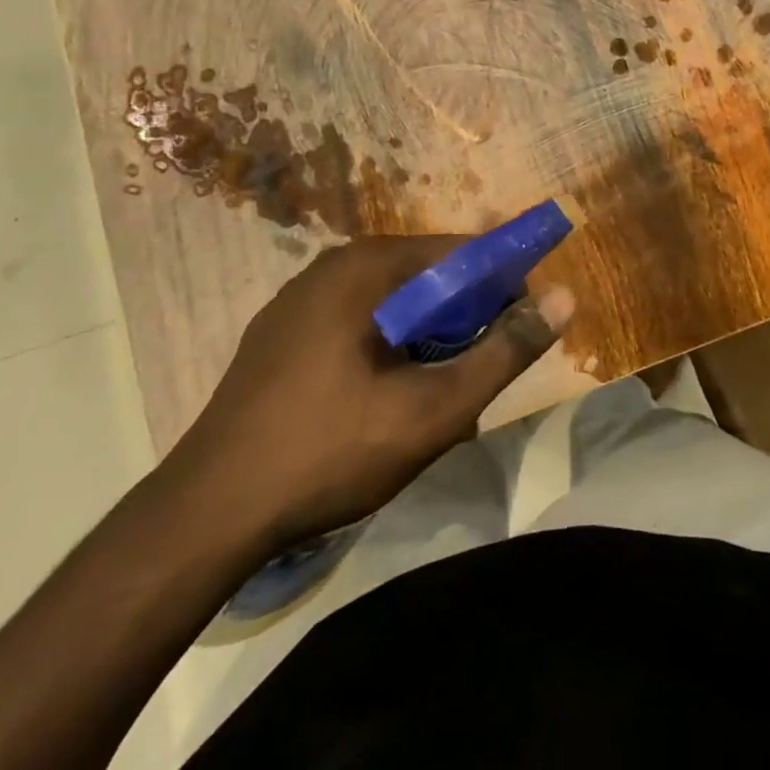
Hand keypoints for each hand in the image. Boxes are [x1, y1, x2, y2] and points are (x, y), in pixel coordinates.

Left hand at [159, 236, 574, 550]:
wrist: (204, 517)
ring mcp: (300, 299)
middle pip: (427, 275)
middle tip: (475, 373)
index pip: (461, 252)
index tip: (520, 329)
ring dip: (426, 336)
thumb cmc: (328, 451)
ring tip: (434, 391)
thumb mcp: (433, 409)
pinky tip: (382, 396)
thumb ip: (504, 351)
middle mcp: (333, 266)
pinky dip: (387, 345)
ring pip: (392, 301)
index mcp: (367, 266)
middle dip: (462, 318)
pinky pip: (357, 321)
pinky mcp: (282, 333)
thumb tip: (565, 298)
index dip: (502, 285)